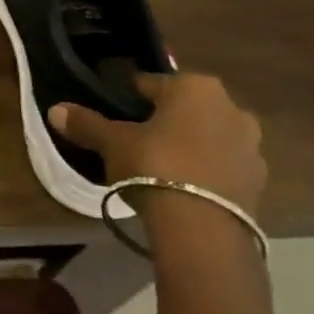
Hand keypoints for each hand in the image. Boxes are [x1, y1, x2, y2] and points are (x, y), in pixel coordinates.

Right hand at [49, 72, 265, 215]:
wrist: (203, 229)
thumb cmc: (155, 165)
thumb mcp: (113, 143)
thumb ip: (87, 124)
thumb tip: (54, 110)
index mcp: (195, 87)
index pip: (154, 84)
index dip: (133, 97)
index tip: (119, 112)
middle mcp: (231, 108)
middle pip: (188, 109)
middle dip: (169, 120)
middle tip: (140, 140)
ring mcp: (250, 147)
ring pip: (211, 137)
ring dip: (192, 146)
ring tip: (163, 168)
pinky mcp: (259, 183)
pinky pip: (224, 167)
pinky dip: (208, 172)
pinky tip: (185, 188)